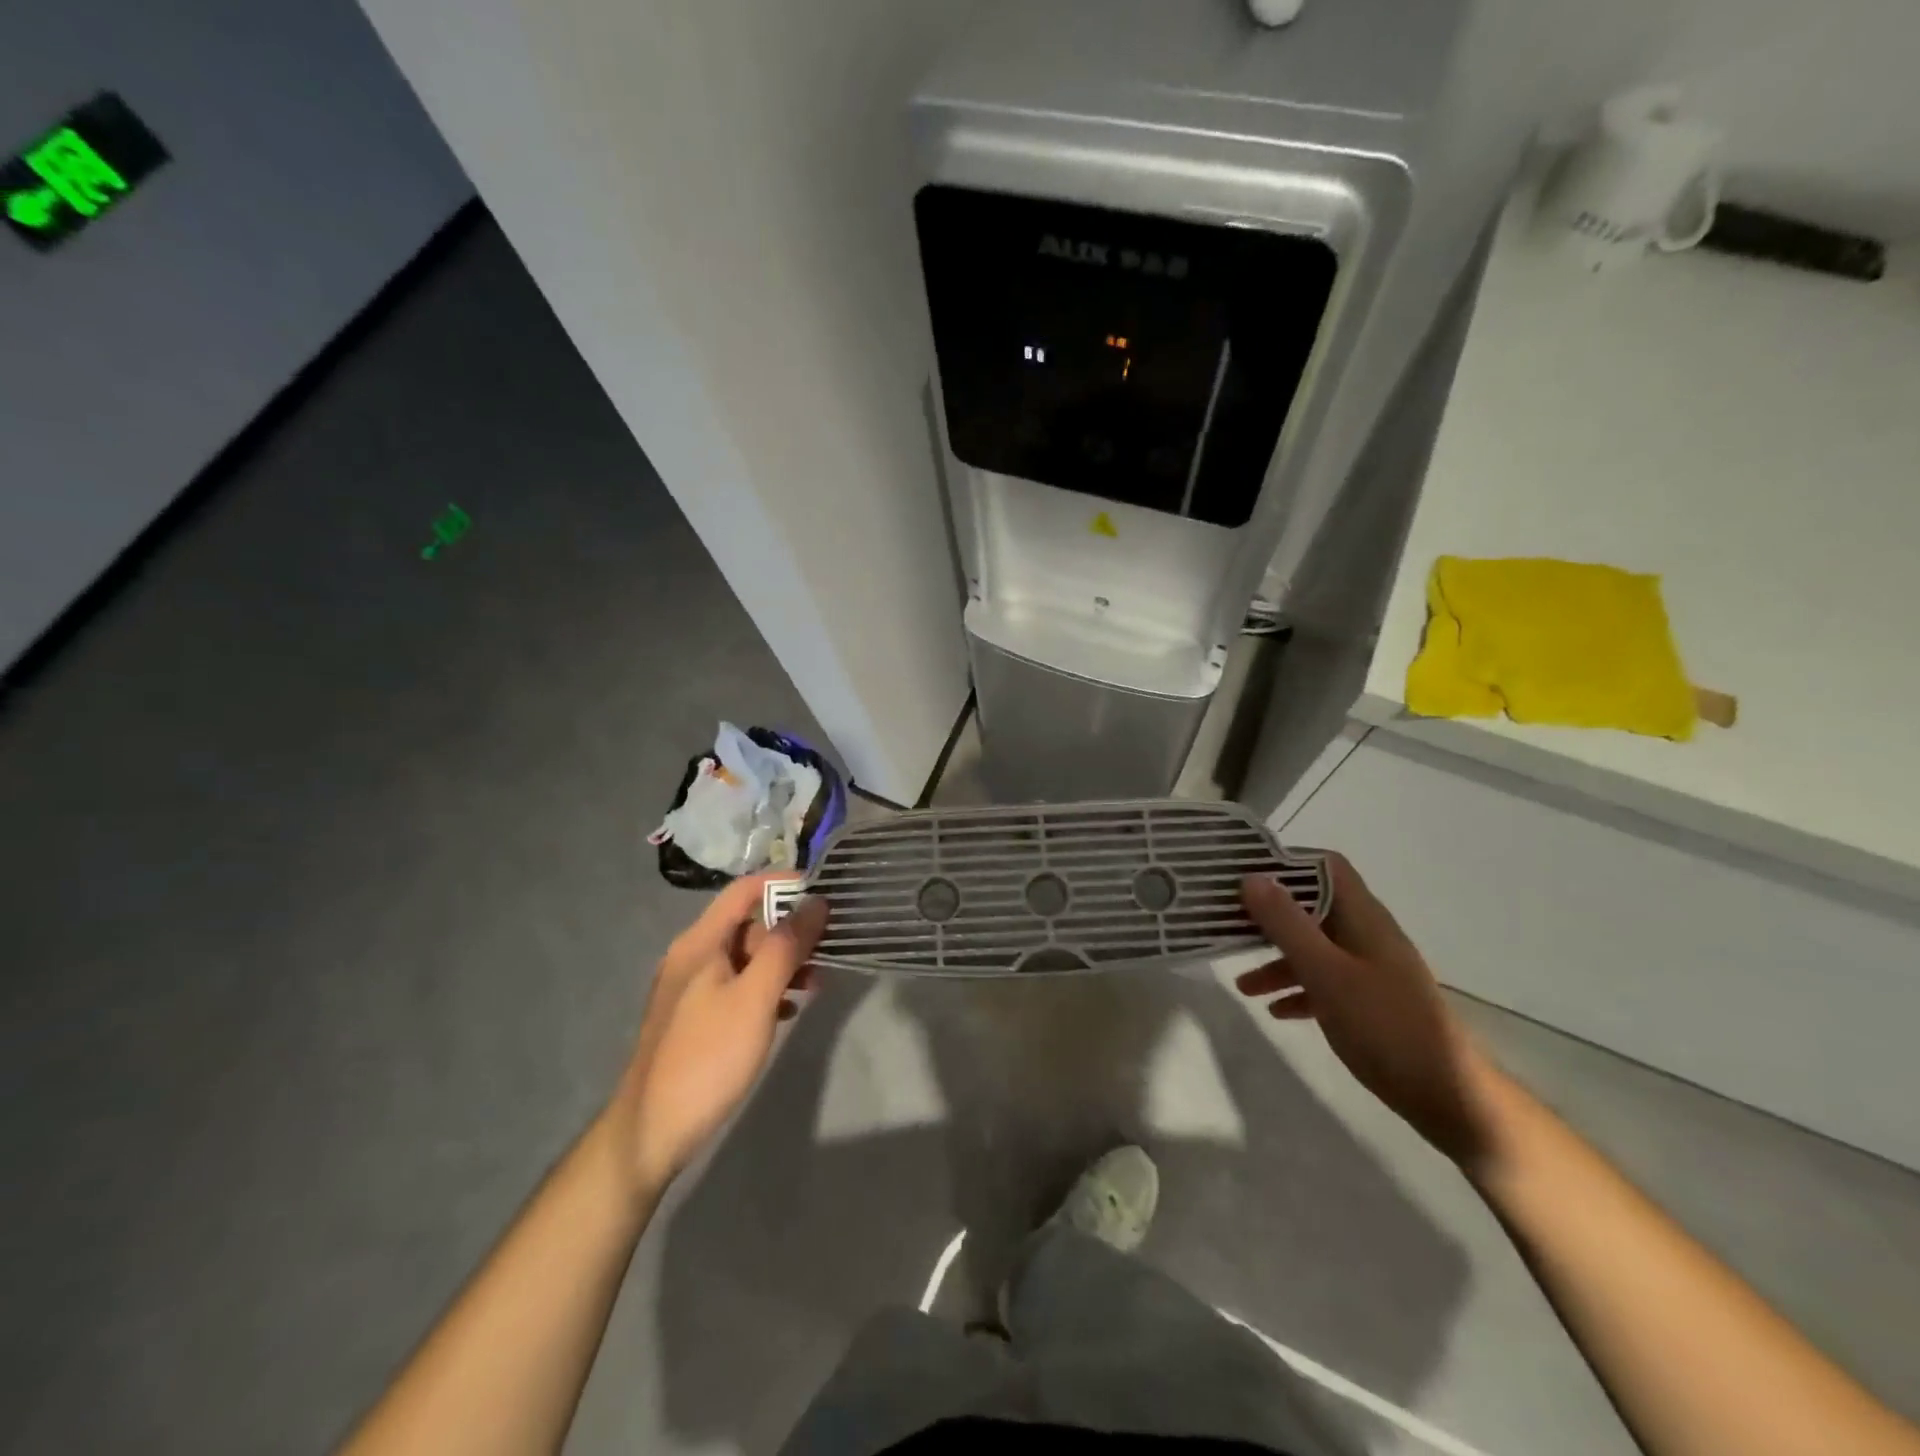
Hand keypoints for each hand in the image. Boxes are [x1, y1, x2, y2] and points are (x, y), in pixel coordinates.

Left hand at [602, 875, 828, 1196]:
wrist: (650, 1134)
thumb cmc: (707, 1057)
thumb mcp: (754, 998)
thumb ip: (786, 946)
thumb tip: (816, 902)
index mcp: (700, 943)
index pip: (745, 890)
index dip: (784, 883)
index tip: (825, 891)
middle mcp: (692, 957)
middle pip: (747, 924)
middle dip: (790, 930)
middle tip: (829, 946)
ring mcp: (691, 990)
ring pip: (746, 959)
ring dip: (782, 963)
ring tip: (817, 983)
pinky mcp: (695, 1020)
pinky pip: (738, 988)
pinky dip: (766, 989)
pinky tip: (789, 1011)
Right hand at [1237, 855, 1498, 1168]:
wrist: (1450, 1098)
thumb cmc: (1385, 1025)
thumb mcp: (1326, 972)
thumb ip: (1287, 924)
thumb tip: (1251, 878)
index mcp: (1363, 917)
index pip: (1323, 866)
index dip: (1285, 863)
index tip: (1243, 875)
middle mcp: (1366, 935)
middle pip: (1311, 908)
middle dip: (1269, 916)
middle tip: (1228, 925)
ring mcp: (1370, 969)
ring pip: (1314, 949)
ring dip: (1277, 960)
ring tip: (1242, 986)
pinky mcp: (1370, 1002)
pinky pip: (1325, 982)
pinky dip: (1298, 989)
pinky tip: (1276, 1011)